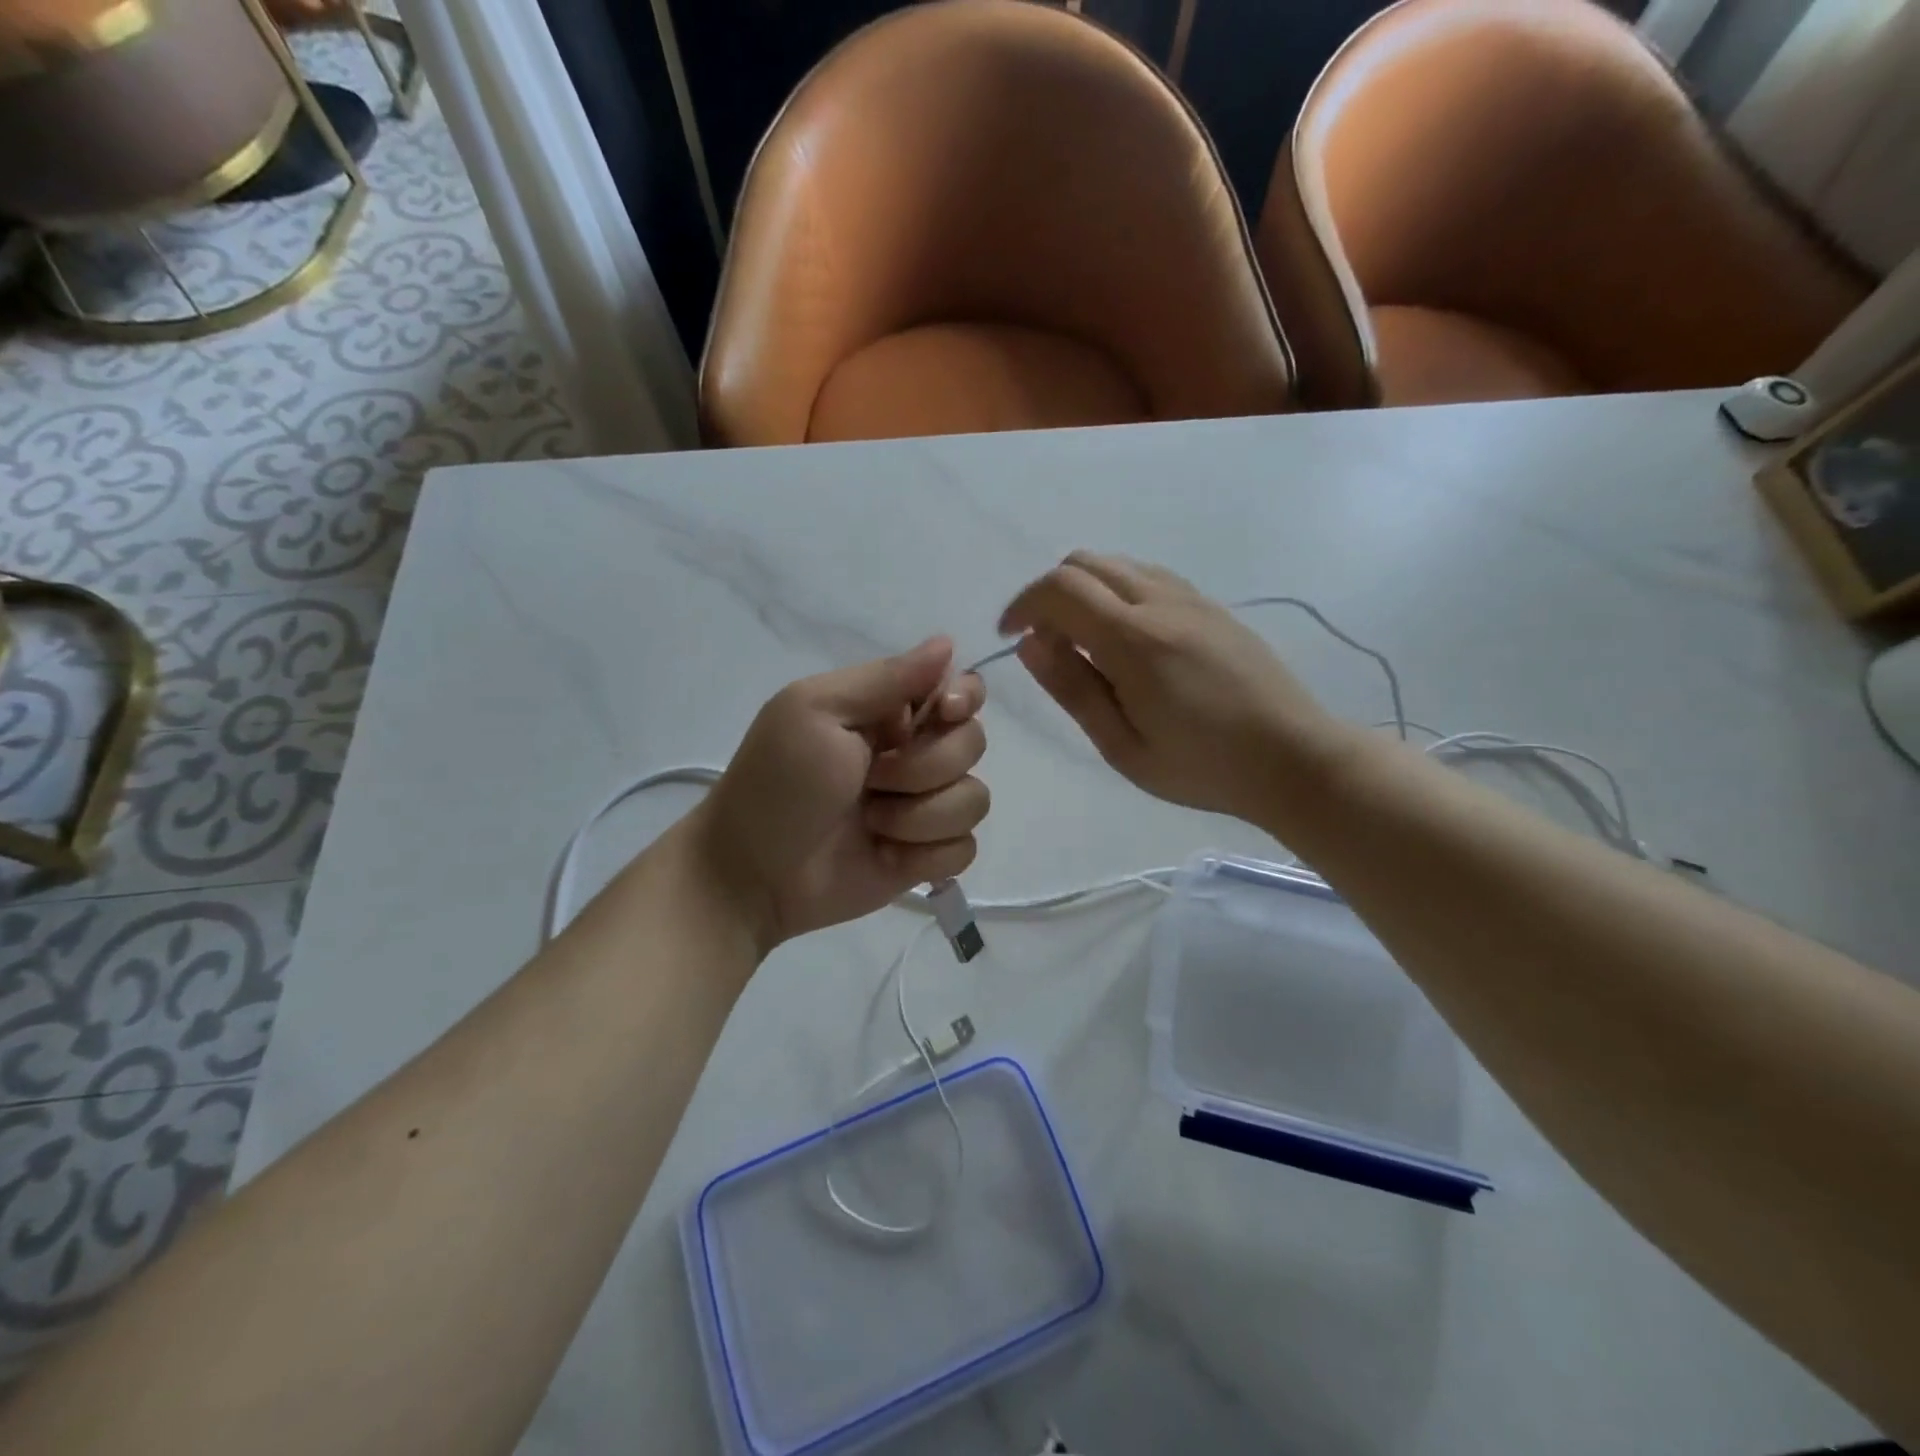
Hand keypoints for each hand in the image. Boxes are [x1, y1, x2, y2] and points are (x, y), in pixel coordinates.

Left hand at [692, 639, 988, 949]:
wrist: (752, 874)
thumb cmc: (778, 784)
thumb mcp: (817, 711)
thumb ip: (887, 677)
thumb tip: (947, 642)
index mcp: (889, 713)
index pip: (960, 690)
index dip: (964, 699)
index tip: (943, 713)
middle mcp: (913, 755)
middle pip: (973, 744)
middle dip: (925, 766)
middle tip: (872, 778)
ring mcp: (922, 809)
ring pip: (974, 800)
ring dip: (920, 816)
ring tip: (871, 822)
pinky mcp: (925, 858)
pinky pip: (964, 849)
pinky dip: (927, 855)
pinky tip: (886, 856)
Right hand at [999, 552, 1356, 828]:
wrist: (1294, 758)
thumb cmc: (1201, 767)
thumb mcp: (1122, 745)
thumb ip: (1072, 688)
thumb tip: (1030, 642)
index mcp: (1134, 639)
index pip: (1059, 589)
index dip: (1023, 604)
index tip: (1010, 636)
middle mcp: (1161, 602)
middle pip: (1085, 563)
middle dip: (1049, 594)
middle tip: (1045, 643)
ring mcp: (1193, 598)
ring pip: (1118, 564)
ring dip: (1085, 590)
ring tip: (1083, 643)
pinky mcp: (1213, 606)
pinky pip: (1149, 577)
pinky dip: (1118, 591)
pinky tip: (1126, 638)